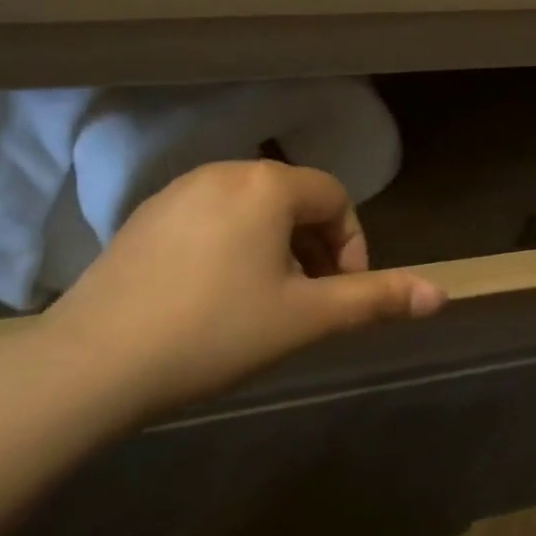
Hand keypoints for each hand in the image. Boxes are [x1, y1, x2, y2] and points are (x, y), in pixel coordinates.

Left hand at [38, 160, 445, 418]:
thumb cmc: (215, 332)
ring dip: (275, 250)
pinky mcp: (144, 218)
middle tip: (308, 304)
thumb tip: (442, 295)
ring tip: (264, 305)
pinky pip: (210, 221)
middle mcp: (222, 172)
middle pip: (293, 201)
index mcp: (266, 185)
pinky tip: (212, 300)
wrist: (92, 363)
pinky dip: (232, 249)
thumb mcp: (305, 318)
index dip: (351, 247)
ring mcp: (176, 192)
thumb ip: (376, 300)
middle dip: (315, 250)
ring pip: (251, 212)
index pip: (335, 199)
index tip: (342, 296)